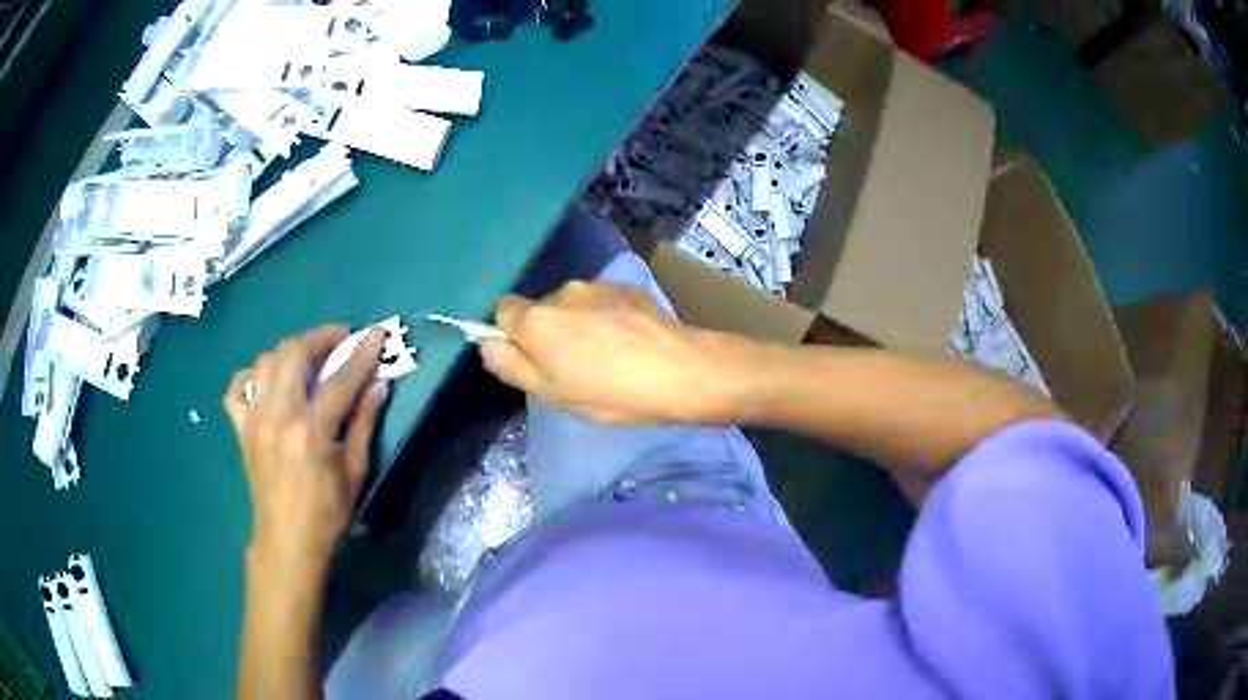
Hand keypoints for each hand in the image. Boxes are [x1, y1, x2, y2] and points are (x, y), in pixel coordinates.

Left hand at [223, 325, 388, 577]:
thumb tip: (379, 384)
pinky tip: (266, 380)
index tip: (377, 333)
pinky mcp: (241, 427)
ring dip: (290, 350)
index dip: (361, 353)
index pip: (340, 379)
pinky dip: (251, 375)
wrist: (287, 541)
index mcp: (310, 430)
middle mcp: (278, 414)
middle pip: (295, 353)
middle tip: (340, 336)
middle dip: (321, 336)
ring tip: (308, 355)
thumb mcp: (354, 472)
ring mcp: (254, 418)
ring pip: (266, 360)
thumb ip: (364, 423)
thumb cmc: (327, 513)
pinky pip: (237, 387)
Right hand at [480, 280, 743, 423]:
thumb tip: (487, 342)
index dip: (512, 333)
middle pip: (540, 307)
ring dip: (580, 321)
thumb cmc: (608, 392)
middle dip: (549, 330)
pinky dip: (607, 315)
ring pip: (573, 303)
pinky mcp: (627, 286)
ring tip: (608, 353)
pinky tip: (629, 340)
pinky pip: (603, 300)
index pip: (501, 309)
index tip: (532, 358)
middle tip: (574, 365)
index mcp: (535, 319)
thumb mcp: (550, 392)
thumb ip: (510, 365)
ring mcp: (597, 285)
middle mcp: (561, 292)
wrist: (678, 370)